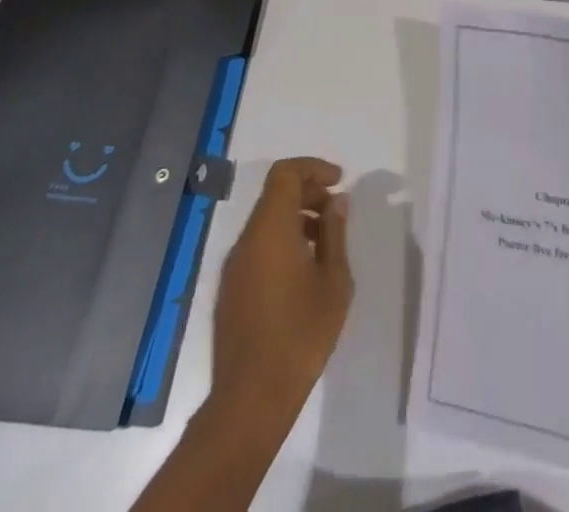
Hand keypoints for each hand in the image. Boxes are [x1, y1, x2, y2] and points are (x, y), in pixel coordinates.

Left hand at [133, 159, 352, 511]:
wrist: (250, 399)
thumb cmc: (301, 334)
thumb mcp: (334, 280)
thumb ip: (335, 234)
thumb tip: (336, 202)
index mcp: (270, 230)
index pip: (285, 174)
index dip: (313, 168)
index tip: (338, 181)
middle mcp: (246, 240)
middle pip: (275, 196)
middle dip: (308, 194)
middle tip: (337, 213)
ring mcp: (234, 267)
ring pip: (266, 223)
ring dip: (296, 220)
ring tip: (325, 245)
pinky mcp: (229, 291)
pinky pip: (257, 248)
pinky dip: (281, 242)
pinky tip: (303, 272)